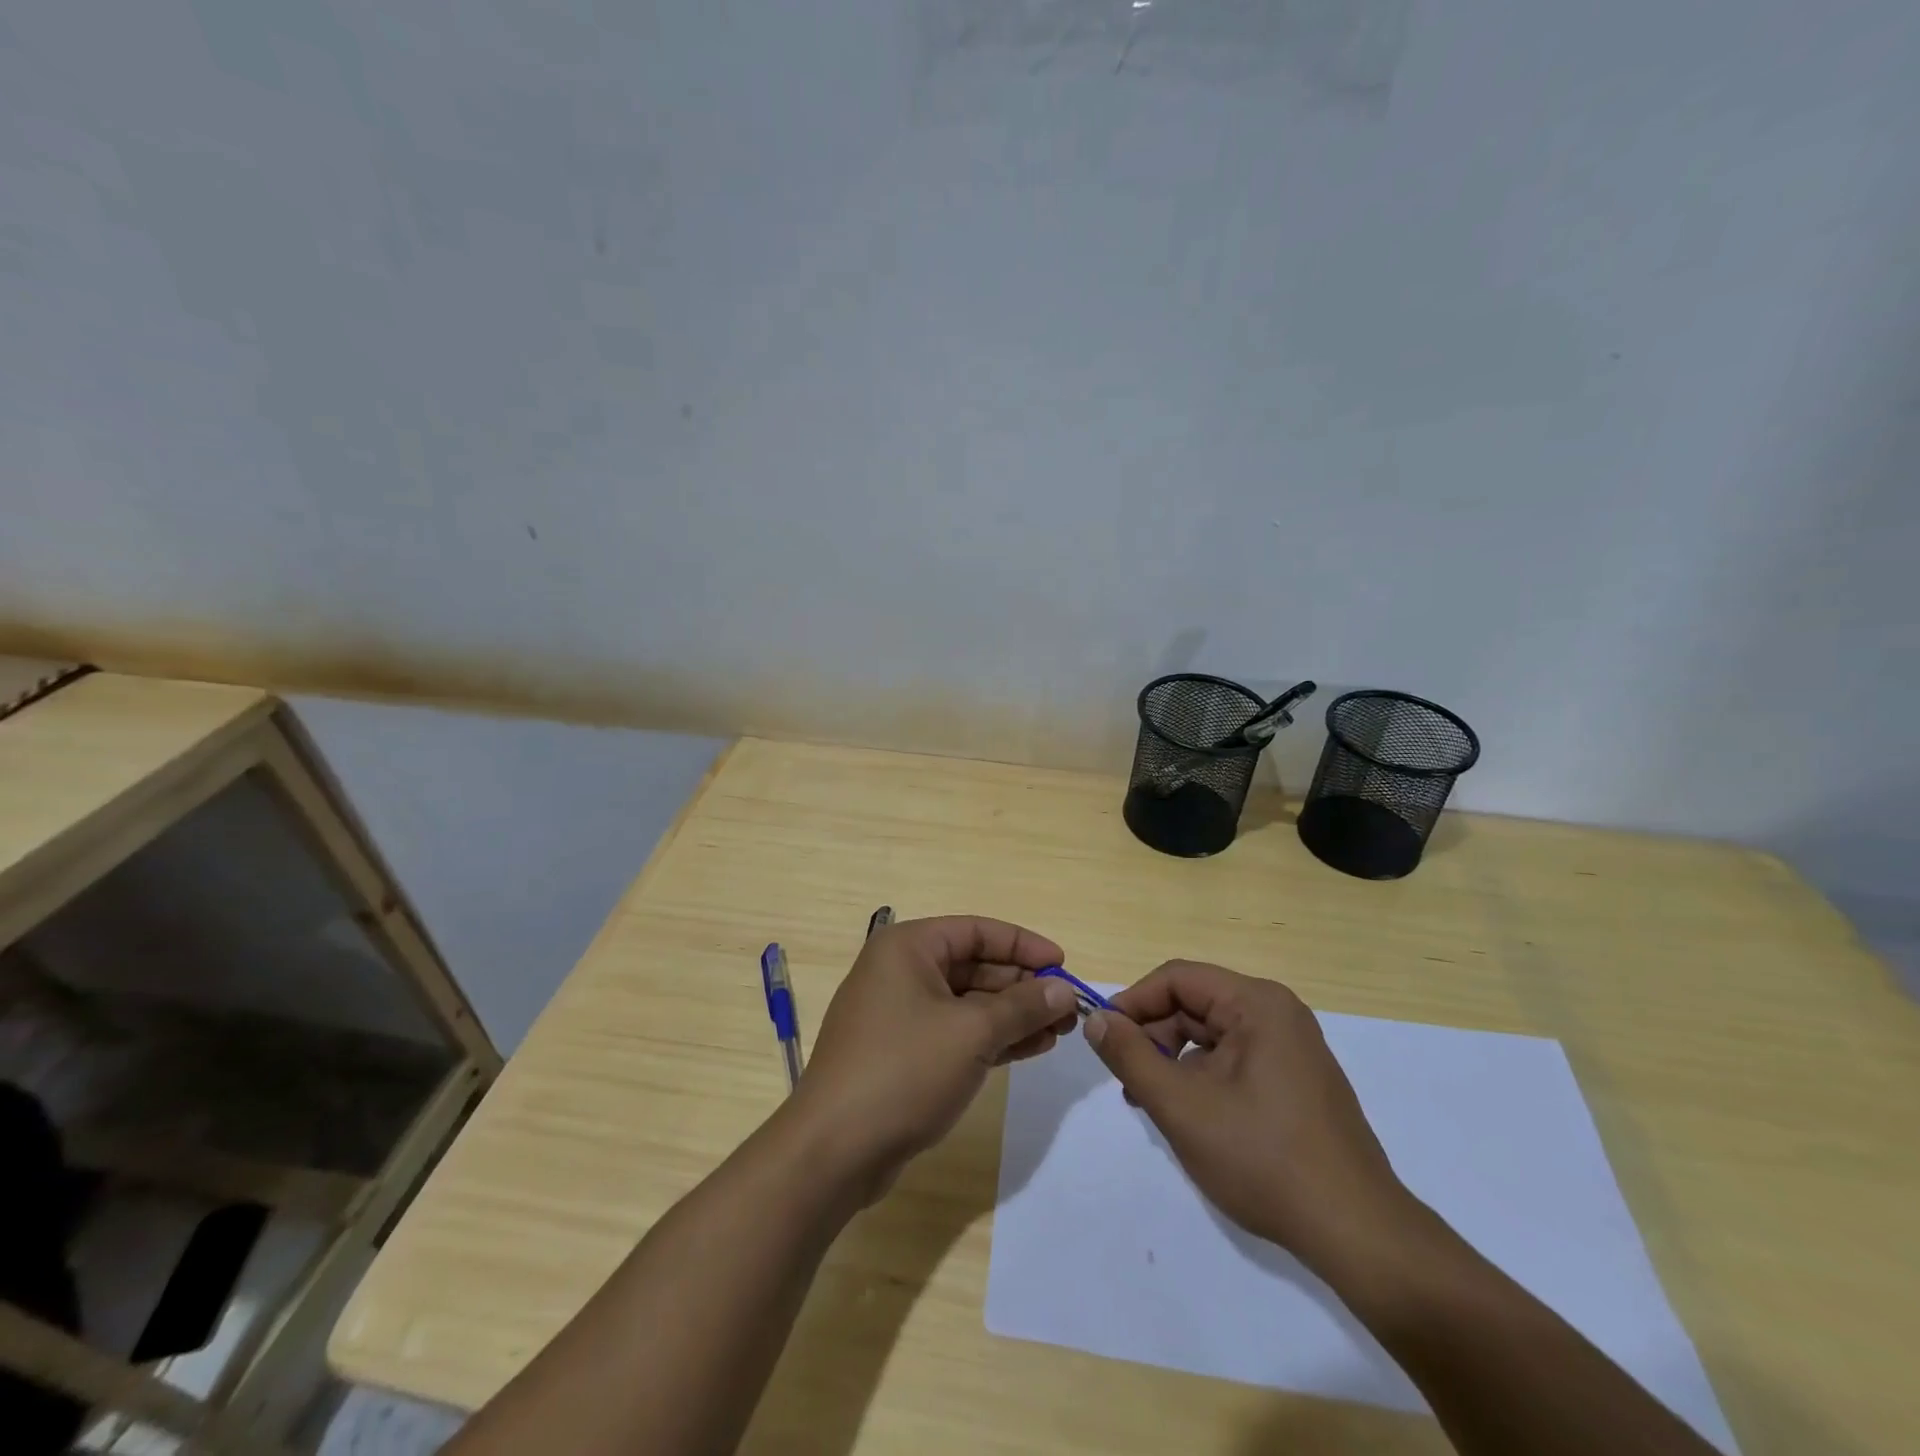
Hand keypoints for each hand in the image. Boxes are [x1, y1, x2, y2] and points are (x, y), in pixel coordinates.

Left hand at [791, 916, 1077, 1197]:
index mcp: (908, 948)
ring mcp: (899, 1014)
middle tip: (1068, 1009)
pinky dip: (991, 1038)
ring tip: (1060, 1033)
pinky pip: (955, 1033)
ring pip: (967, 1003)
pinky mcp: (902, 1053)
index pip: (976, 931)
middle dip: (1022, 987)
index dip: (1023, 945)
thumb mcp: (973, 1032)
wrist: (835, 1149)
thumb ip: (1023, 1006)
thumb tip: (1063, 990)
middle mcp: (900, 971)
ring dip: (1012, 1016)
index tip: (1063, 965)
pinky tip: (1030, 1049)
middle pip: (973, 967)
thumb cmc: (904, 1070)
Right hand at [1084, 960, 1416, 1273]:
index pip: (1177, 978)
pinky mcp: (1296, 1080)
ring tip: (1149, 1103)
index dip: (1133, 1002)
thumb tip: (1097, 1020)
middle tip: (1125, 1079)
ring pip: (1211, 1035)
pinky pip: (1234, 1060)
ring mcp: (1291, 1048)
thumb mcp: (1182, 1106)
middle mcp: (1277, 1013)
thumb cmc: (1263, 1159)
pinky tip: (1187, 1116)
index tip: (1104, 1037)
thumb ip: (1131, 1056)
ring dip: (1173, 1061)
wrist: (1356, 1233)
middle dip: (1153, 1036)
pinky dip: (1201, 1078)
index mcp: (1257, 1004)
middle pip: (1194, 1005)